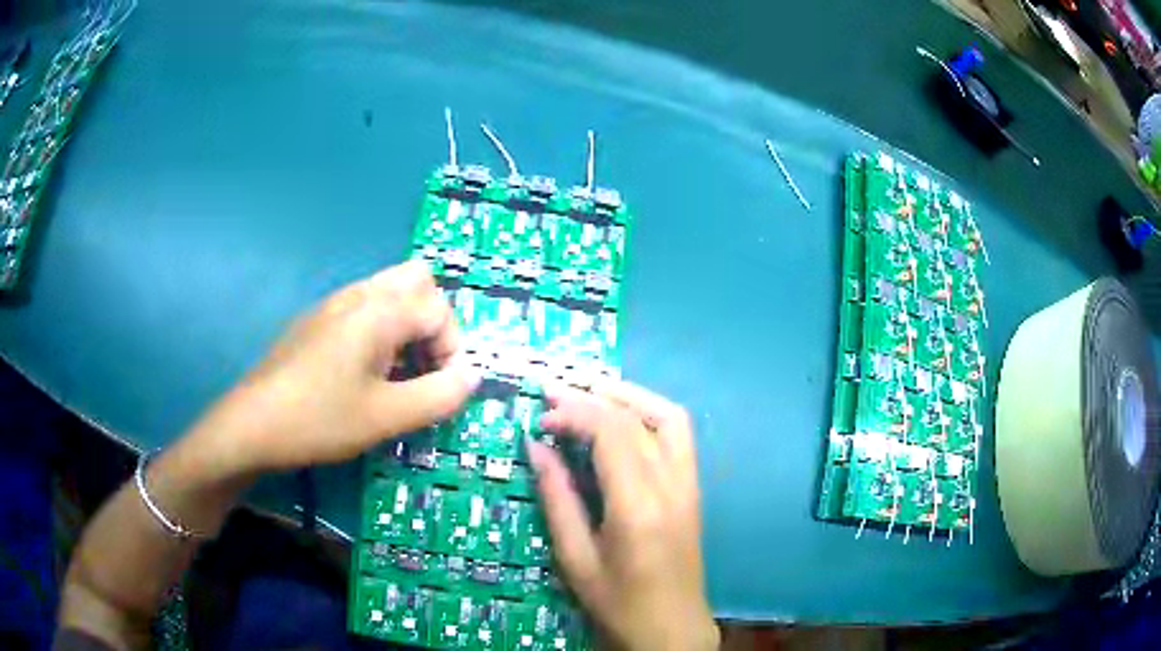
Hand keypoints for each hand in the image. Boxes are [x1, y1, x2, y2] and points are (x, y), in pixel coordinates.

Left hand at [186, 260, 479, 476]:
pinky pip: (364, 305)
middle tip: (423, 367)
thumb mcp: (387, 417)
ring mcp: (334, 303)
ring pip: (389, 290)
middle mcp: (359, 294)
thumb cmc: (320, 419)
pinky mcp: (317, 319)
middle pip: (418, 280)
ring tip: (398, 372)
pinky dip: (382, 328)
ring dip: (408, 324)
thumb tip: (471, 376)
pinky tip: (365, 371)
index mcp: (379, 310)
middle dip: (434, 321)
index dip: (453, 350)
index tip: (443, 390)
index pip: (441, 310)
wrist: (252, 423)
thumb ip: (439, 395)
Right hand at [529, 381, 717, 650]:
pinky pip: (679, 434)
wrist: (672, 627)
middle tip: (555, 394)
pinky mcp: (694, 489)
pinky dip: (650, 413)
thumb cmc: (618, 602)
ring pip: (669, 416)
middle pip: (636, 419)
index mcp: (639, 506)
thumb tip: (536, 446)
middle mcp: (672, 484)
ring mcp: (689, 484)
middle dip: (593, 398)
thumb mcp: (575, 558)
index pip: (611, 433)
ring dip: (629, 396)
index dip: (573, 413)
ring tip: (590, 393)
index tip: (540, 417)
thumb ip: (557, 498)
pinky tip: (623, 419)